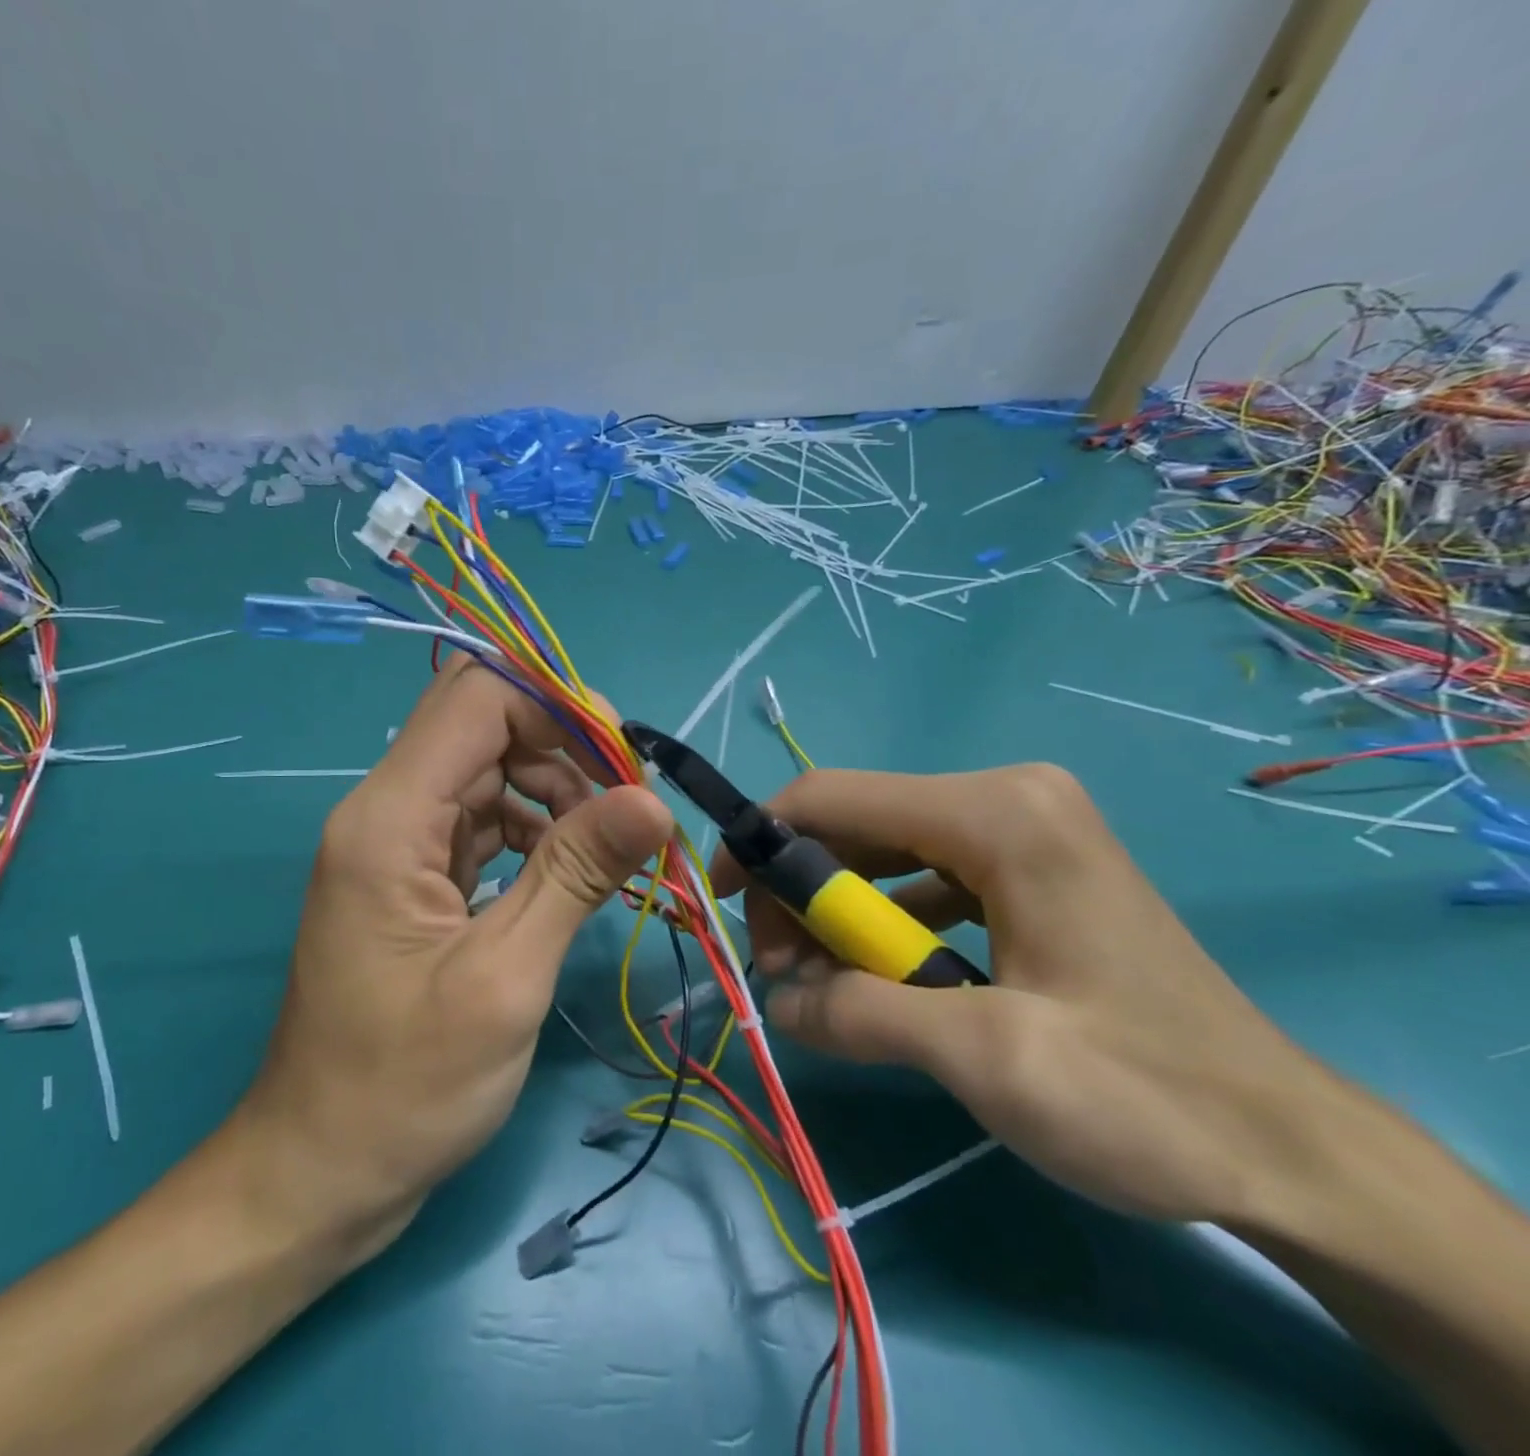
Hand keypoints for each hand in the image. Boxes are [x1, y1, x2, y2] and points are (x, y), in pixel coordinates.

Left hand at [236, 658, 670, 1250]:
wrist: (320, 1171)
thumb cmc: (406, 1089)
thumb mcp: (505, 978)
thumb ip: (576, 874)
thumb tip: (652, 801)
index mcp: (389, 819)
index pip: (478, 697)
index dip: (557, 708)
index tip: (624, 762)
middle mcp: (385, 811)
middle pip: (481, 723)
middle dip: (561, 745)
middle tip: (627, 802)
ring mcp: (396, 843)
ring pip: (486, 768)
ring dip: (552, 789)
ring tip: (605, 847)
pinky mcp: (412, 874)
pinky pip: (479, 818)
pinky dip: (531, 828)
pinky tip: (566, 872)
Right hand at [710, 764, 1341, 1226]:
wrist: (1289, 1148)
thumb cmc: (1146, 1096)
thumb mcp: (989, 1060)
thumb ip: (862, 1015)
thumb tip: (776, 1001)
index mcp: (997, 813)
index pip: (832, 797)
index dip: (759, 842)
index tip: (721, 904)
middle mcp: (1005, 796)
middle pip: (853, 824)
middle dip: (800, 896)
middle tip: (783, 977)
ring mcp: (1020, 827)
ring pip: (881, 851)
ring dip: (836, 916)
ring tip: (820, 988)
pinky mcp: (1026, 865)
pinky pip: (921, 877)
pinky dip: (881, 924)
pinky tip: (880, 981)